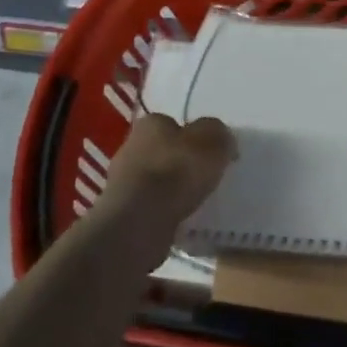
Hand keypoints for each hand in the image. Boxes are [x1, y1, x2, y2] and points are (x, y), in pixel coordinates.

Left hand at [98, 113, 236, 230]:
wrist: (139, 223)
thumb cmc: (176, 172)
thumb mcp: (213, 142)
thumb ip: (220, 135)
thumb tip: (223, 141)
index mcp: (150, 123)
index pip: (174, 123)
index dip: (194, 137)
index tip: (211, 154)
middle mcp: (132, 146)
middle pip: (164, 151)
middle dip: (182, 163)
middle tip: (206, 178)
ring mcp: (123, 182)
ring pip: (157, 181)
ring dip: (173, 190)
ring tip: (197, 203)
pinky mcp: (123, 212)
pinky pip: (151, 207)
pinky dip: (165, 212)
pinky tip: (181, 221)